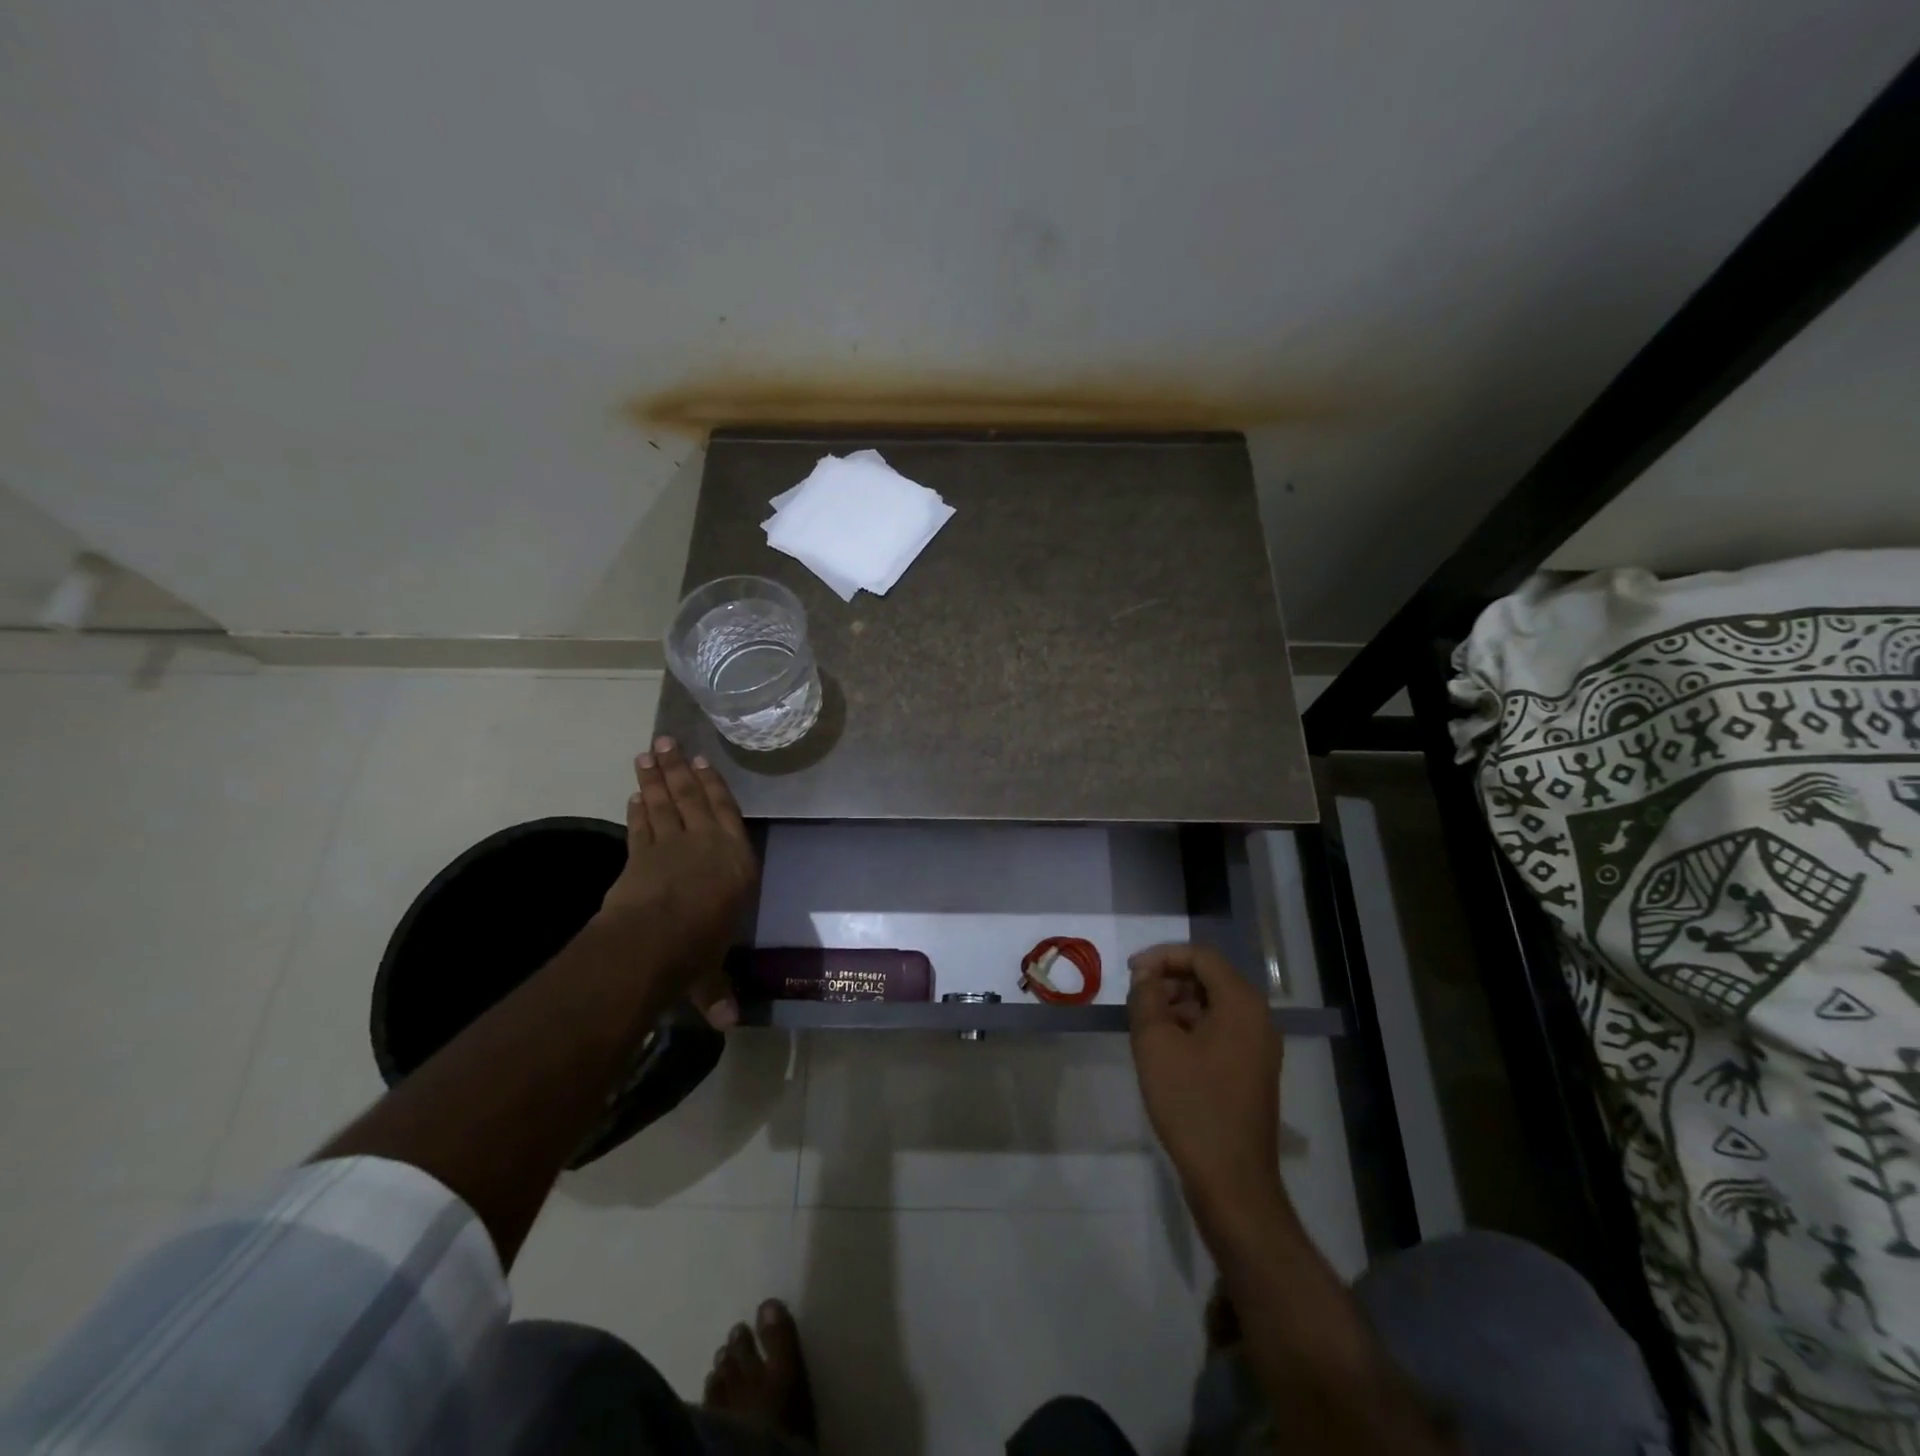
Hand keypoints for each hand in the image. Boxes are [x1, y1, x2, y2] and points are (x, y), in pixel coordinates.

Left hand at [600, 736, 758, 1027]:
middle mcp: (706, 845)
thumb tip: (728, 1026)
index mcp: (736, 863)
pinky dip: (637, 810)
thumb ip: (717, 990)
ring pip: (664, 804)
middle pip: (692, 798)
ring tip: (648, 753)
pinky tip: (633, 796)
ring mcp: (670, 846)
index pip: (726, 814)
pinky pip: (640, 828)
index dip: (714, 786)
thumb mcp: (712, 972)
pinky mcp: (638, 857)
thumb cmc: (699, 948)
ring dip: (655, 779)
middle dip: (678, 769)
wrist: (653, 940)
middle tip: (666, 741)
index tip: (703, 763)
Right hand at [1127, 943, 1284, 1218]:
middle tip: (1135, 1000)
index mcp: (1241, 1003)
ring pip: (1213, 1006)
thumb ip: (1145, 998)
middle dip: (1168, 981)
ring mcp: (1259, 1048)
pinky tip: (1165, 1053)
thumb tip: (1145, 976)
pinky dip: (1190, 1029)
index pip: (1201, 956)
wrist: (1232, 1182)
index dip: (1161, 956)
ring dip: (1177, 1006)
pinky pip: (1219, 1032)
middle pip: (1209, 978)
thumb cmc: (1192, 1104)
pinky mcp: (1252, 1072)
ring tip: (1145, 1027)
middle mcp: (1258, 1018)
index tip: (1129, 973)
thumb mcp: (1156, 1044)